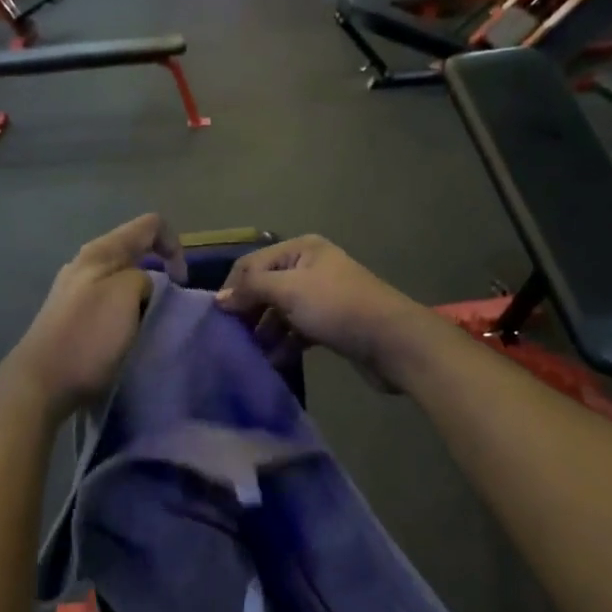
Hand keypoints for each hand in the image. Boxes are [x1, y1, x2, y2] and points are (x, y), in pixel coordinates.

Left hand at [5, 215, 185, 414]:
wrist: (41, 383)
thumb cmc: (88, 336)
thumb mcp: (126, 295)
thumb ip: (143, 277)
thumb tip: (141, 287)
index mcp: (100, 251)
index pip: (150, 225)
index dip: (174, 245)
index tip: (180, 282)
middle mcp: (86, 263)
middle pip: (135, 250)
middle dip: (159, 271)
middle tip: (167, 306)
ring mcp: (76, 289)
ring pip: (123, 278)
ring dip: (143, 294)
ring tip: (148, 322)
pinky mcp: (71, 315)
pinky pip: (110, 301)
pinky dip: (126, 312)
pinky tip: (125, 334)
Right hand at [214, 236, 431, 390]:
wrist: (393, 341)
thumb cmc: (338, 307)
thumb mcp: (289, 290)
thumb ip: (252, 289)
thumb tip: (219, 298)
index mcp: (301, 250)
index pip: (252, 264)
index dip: (233, 288)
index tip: (218, 318)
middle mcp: (310, 268)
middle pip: (266, 287)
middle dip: (249, 312)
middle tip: (234, 338)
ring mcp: (321, 296)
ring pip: (281, 311)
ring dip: (265, 331)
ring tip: (253, 354)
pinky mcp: (330, 323)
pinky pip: (297, 330)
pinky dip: (285, 343)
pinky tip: (274, 361)